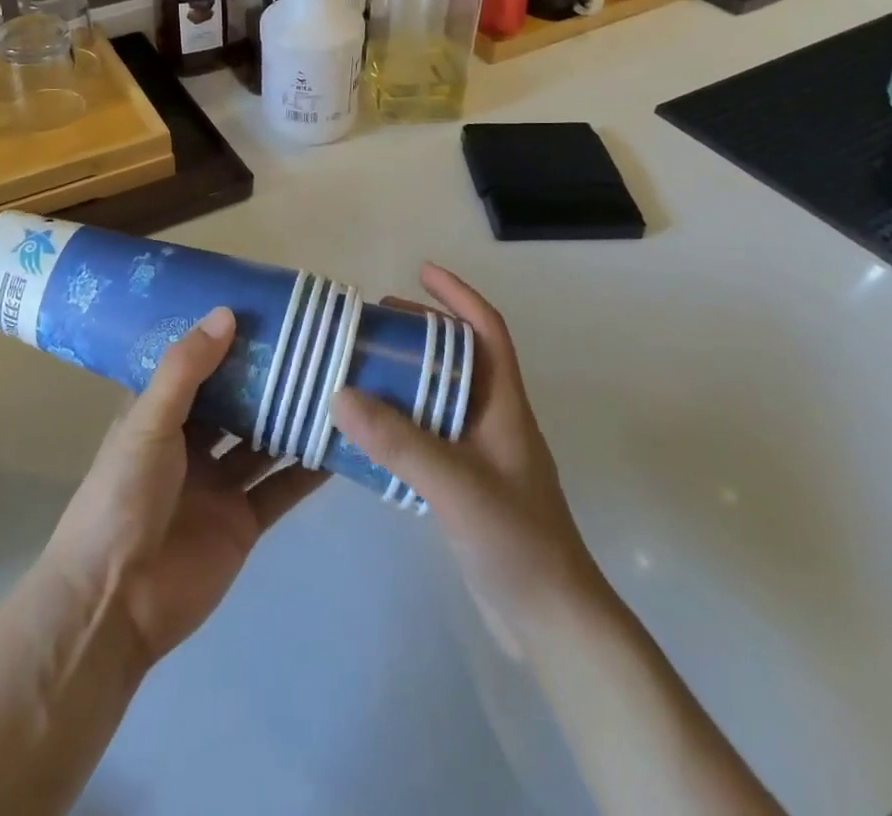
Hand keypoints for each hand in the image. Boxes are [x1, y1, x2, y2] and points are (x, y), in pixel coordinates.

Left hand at [44, 308, 326, 667]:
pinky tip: (341, 445)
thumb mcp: (149, 422)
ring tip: (338, 383)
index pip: (199, 368)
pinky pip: (281, 488)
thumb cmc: (122, 496)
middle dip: (269, 379)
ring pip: (264, 442)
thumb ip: (186, 370)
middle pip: (238, 404)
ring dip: (293, 419)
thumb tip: (226, 313)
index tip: (267, 311)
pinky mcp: (243, 522)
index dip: (228, 342)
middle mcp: (191, 444)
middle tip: (315, 343)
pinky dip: (308, 470)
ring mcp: (219, 484)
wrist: (115, 603)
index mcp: (160, 416)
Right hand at [331, 264, 608, 649]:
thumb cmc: (516, 539)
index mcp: (504, 404)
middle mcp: (495, 419)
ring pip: (443, 396)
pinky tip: (370, 432)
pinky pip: (430, 434)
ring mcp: (483, 454)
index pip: (487, 330)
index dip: (458, 295)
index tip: (421, 271)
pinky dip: (401, 421)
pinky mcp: (468, 485)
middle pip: (460, 357)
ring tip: (364, 368)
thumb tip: (339, 394)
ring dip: (408, 376)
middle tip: (375, 323)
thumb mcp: (455, 483)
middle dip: (422, 332)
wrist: (552, 620)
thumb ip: (398, 441)